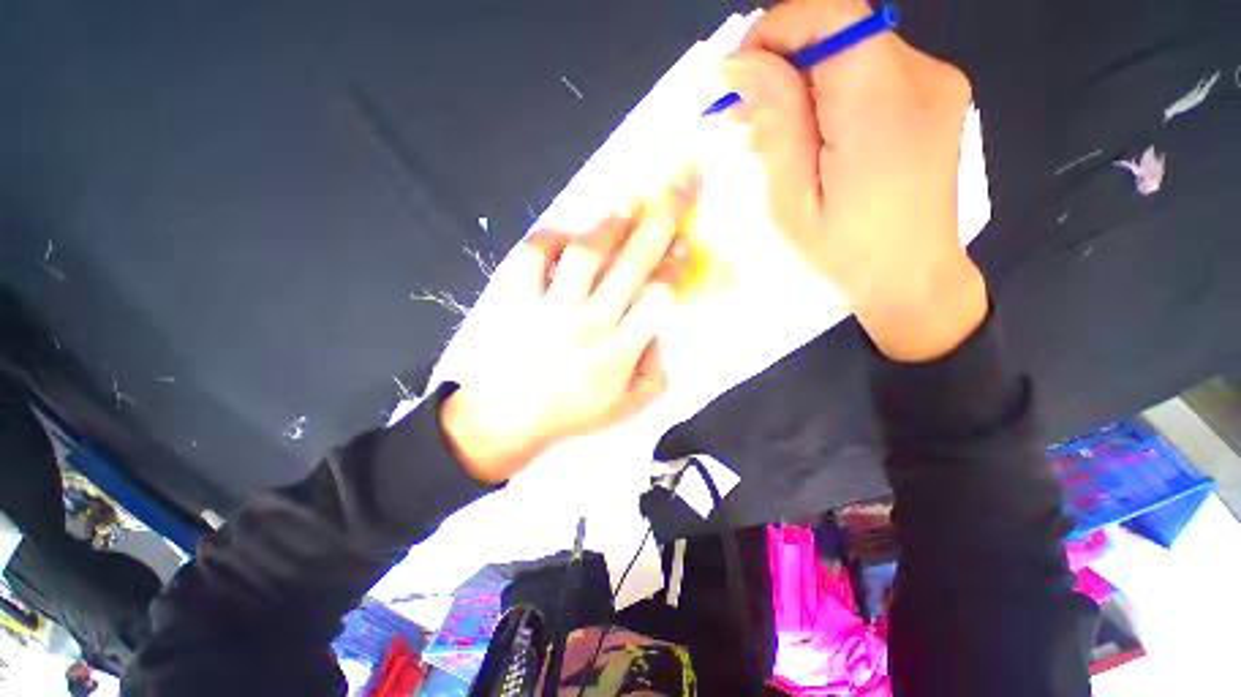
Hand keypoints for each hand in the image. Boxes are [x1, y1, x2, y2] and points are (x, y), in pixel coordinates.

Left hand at [441, 170, 697, 483]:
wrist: (507, 420)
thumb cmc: (572, 414)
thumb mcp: (628, 408)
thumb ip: (656, 372)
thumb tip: (660, 331)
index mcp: (619, 352)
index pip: (657, 297)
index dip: (676, 264)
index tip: (686, 239)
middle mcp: (589, 324)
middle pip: (632, 262)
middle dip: (663, 217)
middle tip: (680, 180)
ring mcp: (550, 310)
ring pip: (586, 254)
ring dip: (612, 222)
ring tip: (631, 201)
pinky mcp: (516, 301)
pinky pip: (532, 257)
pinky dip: (551, 237)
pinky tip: (568, 235)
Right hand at [720, 0, 986, 361]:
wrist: (912, 279)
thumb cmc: (845, 253)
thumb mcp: (793, 200)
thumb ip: (775, 125)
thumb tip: (740, 64)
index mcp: (882, 107)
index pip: (832, 15)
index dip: (776, 29)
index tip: (738, 74)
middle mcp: (921, 77)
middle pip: (839, 30)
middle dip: (780, 61)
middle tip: (743, 115)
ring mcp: (935, 82)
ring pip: (851, 48)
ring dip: (801, 80)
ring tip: (769, 132)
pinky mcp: (934, 95)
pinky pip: (869, 70)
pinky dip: (829, 90)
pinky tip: (808, 132)